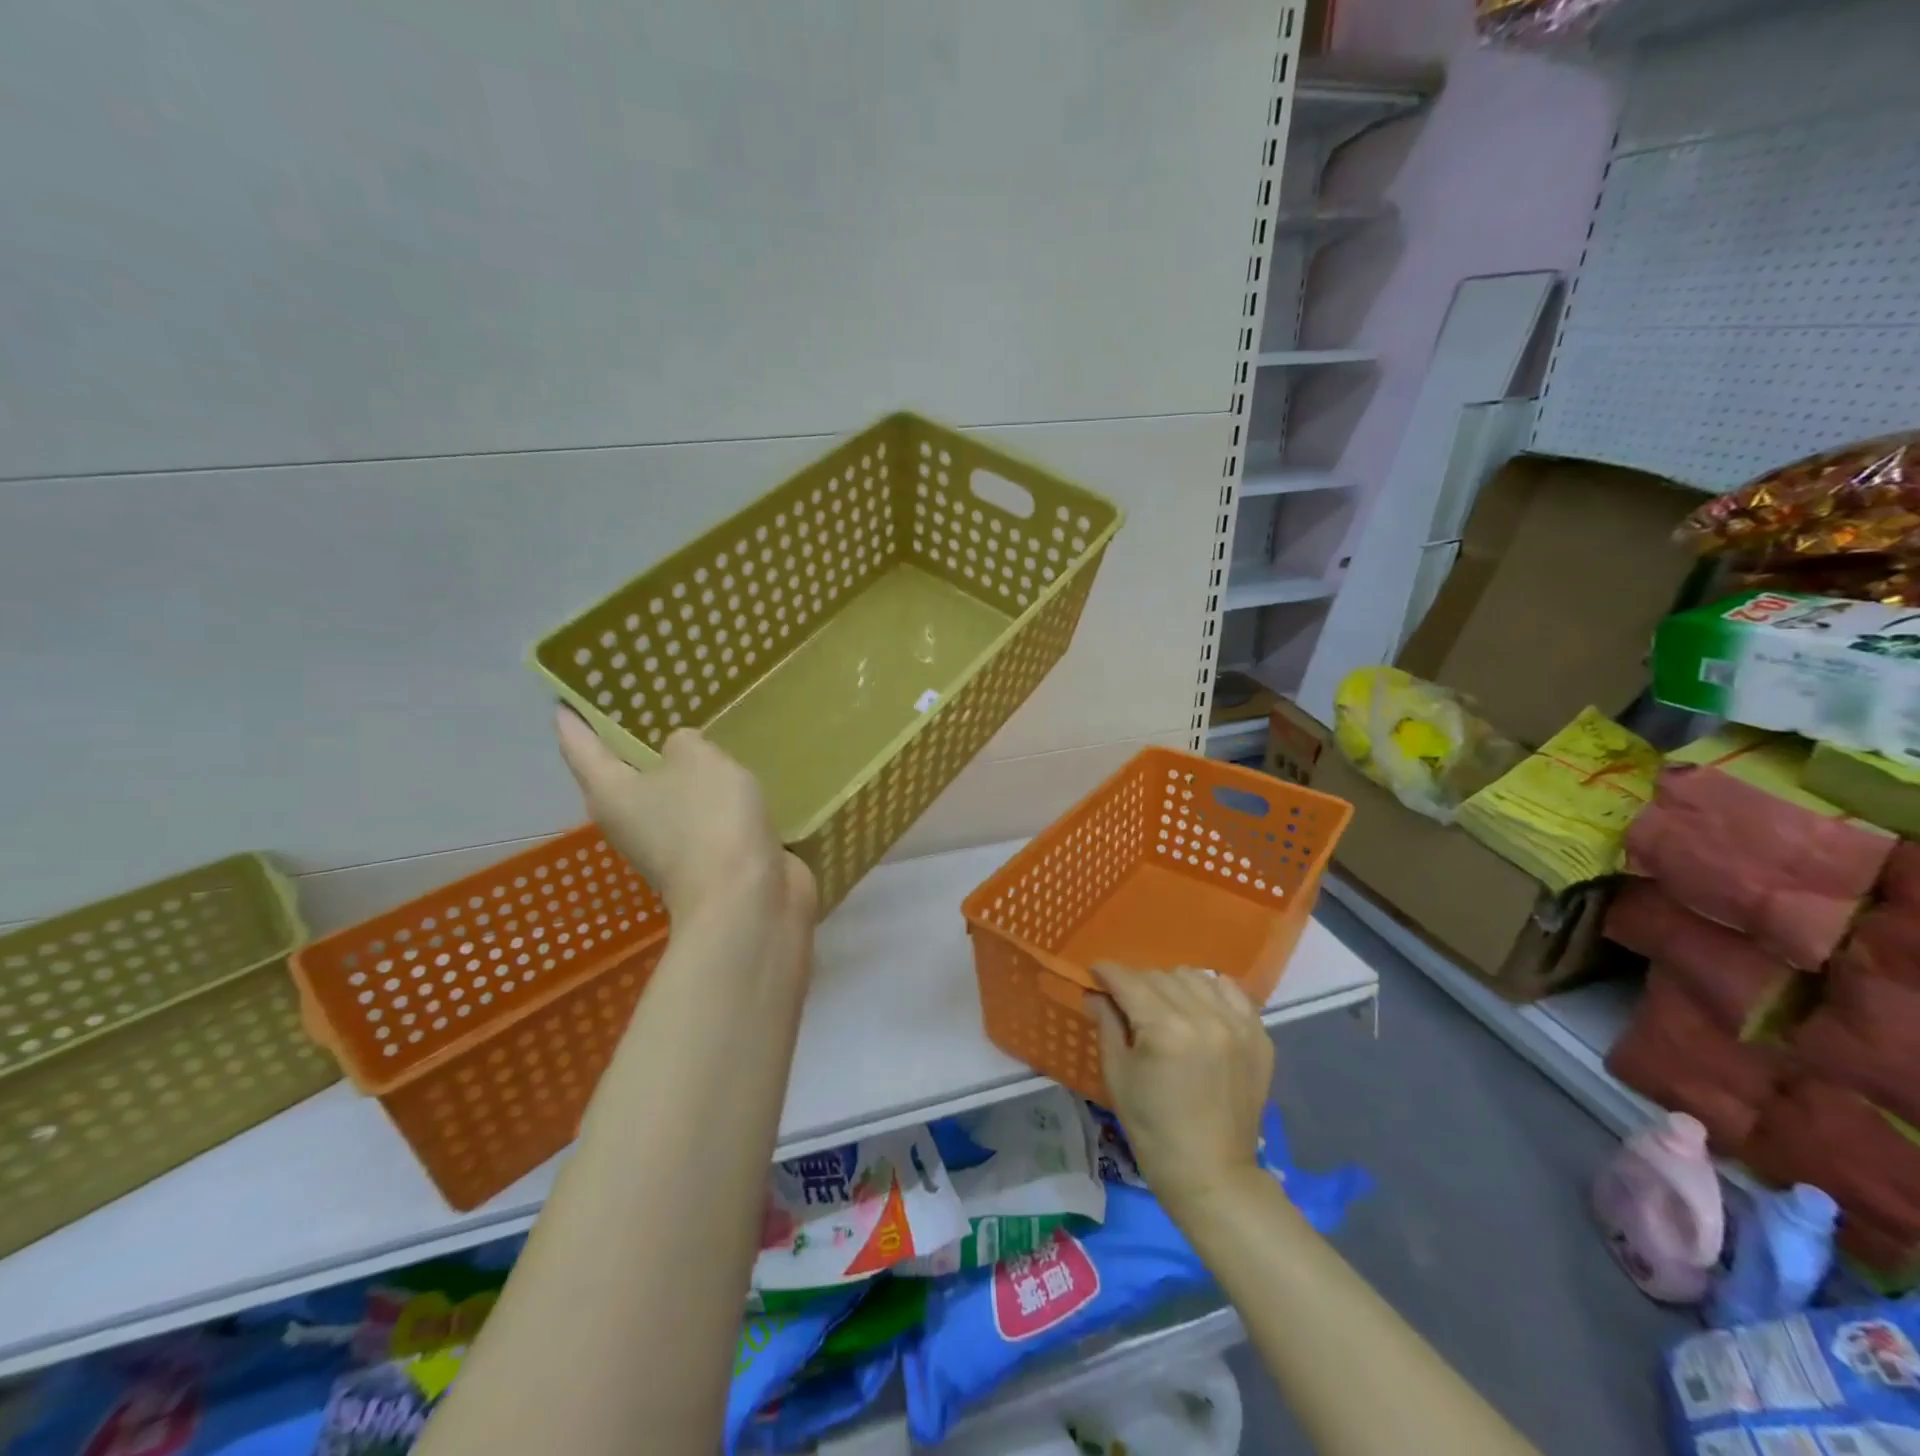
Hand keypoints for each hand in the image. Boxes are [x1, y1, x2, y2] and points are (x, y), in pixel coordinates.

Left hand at [554, 707, 816, 926]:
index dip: (572, 720)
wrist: (747, 899)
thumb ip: (685, 744)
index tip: (564, 699)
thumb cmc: (708, 820)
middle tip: (644, 706)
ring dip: (681, 774)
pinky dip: (714, 798)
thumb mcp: (697, 760)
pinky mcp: (709, 860)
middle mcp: (630, 822)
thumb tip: (681, 753)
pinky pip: (706, 817)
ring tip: (699, 737)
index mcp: (611, 793)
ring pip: (669, 798)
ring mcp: (670, 846)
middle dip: (630, 745)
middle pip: (621, 776)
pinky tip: (736, 777)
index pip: (579, 747)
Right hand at [1091, 964, 1272, 1213]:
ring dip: (1173, 985)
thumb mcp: (1117, 1074)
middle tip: (1126, 1002)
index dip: (1106, 972)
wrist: (1212, 1174)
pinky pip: (1231, 992)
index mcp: (1165, 1029)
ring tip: (1164, 1006)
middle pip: (1160, 976)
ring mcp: (1237, 1025)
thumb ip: (1106, 1023)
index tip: (1095, 974)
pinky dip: (1211, 992)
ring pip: (1195, 977)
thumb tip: (1096, 992)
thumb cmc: (1153, 1128)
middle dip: (1136, 983)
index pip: (1129, 980)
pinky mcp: (1259, 1036)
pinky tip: (1199, 1010)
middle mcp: (1204, 1017)